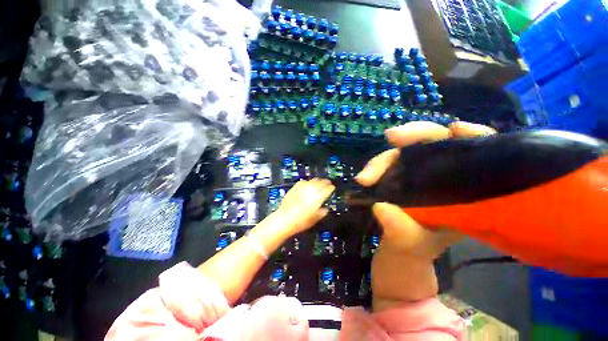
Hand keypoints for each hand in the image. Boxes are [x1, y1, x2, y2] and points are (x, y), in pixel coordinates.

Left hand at [276, 178, 334, 234]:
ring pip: (313, 180)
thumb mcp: (315, 219)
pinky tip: (307, 185)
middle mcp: (312, 189)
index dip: (331, 187)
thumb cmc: (302, 221)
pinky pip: (304, 181)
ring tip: (319, 183)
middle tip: (328, 183)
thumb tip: (325, 209)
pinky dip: (308, 182)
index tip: (332, 188)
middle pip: (321, 181)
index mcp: (319, 196)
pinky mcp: (296, 186)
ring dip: (318, 181)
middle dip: (326, 182)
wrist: (285, 218)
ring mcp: (303, 186)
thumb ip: (322, 212)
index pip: (328, 188)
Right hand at [356, 121, 496, 259]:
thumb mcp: (413, 242)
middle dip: (413, 135)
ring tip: (365, 178)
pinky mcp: (397, 174)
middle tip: (391, 137)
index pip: (478, 151)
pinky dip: (376, 166)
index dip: (472, 135)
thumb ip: (400, 229)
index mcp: (463, 188)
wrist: (400, 246)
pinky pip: (388, 163)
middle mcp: (440, 173)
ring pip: (403, 151)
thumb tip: (380, 207)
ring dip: (382, 160)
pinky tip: (366, 177)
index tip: (454, 129)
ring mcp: (415, 172)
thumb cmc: (416, 244)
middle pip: (433, 141)